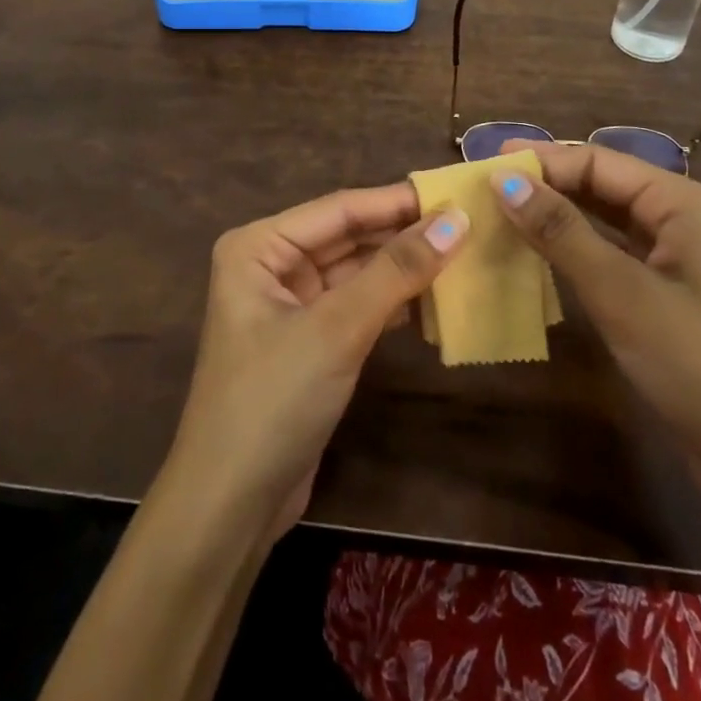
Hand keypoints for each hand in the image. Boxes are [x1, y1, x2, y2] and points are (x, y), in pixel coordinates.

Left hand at [163, 184, 467, 538]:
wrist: (230, 507)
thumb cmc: (273, 400)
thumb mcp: (337, 329)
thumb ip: (396, 271)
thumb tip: (456, 220)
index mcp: (259, 245)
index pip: (340, 209)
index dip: (398, 201)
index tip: (457, 193)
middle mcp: (271, 265)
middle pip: (348, 237)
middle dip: (403, 234)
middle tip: (469, 224)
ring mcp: (290, 304)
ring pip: (356, 272)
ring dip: (403, 269)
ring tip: (464, 256)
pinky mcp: (309, 341)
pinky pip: (357, 306)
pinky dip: (393, 303)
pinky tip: (436, 301)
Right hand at [493, 139, 700, 507]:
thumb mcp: (624, 294)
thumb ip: (561, 232)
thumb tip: (502, 180)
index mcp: (682, 203)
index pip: (596, 161)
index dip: (539, 161)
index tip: (480, 167)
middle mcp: (680, 221)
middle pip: (600, 186)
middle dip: (544, 184)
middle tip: (480, 189)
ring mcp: (674, 264)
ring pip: (602, 223)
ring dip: (553, 218)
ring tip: (496, 217)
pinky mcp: (664, 302)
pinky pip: (608, 260)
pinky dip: (570, 254)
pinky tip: (533, 259)